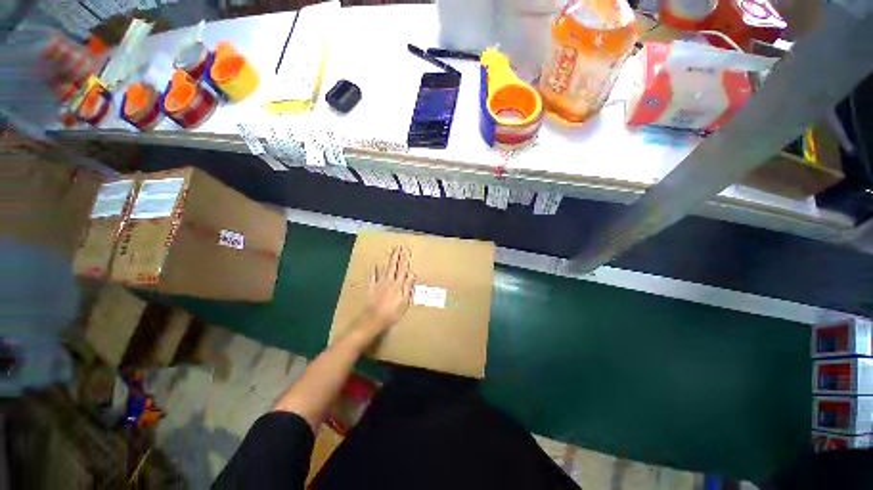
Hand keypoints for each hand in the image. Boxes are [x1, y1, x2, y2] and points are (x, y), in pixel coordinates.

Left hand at [364, 245, 414, 332]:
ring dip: (388, 260)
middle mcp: (389, 281)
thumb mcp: (404, 302)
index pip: (403, 269)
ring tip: (391, 251)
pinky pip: (373, 276)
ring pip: (385, 268)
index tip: (406, 250)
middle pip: (394, 266)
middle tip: (399, 246)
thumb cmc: (392, 314)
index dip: (405, 259)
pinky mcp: (371, 288)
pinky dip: (374, 270)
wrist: (373, 320)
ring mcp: (379, 284)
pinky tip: (375, 264)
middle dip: (397, 256)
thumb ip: (408, 287)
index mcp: (398, 285)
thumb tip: (412, 273)